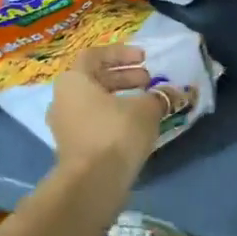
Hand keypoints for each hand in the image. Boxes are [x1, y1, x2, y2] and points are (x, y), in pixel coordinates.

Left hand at [47, 46, 186, 178]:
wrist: (93, 182)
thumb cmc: (116, 133)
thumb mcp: (146, 109)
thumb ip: (160, 96)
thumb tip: (174, 93)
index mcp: (73, 81)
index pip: (95, 55)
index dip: (121, 53)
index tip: (144, 58)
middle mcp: (63, 99)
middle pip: (95, 79)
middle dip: (125, 77)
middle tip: (149, 81)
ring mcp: (64, 125)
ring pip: (94, 102)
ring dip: (121, 98)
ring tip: (147, 103)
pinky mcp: (72, 147)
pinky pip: (94, 122)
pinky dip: (114, 117)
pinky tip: (136, 126)